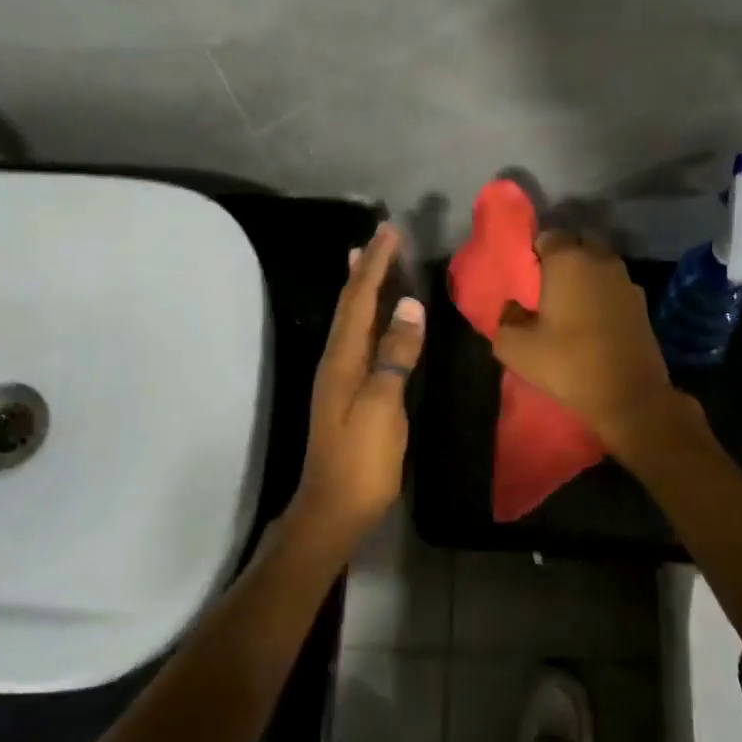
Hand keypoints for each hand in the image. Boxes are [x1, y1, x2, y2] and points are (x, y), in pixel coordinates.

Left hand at [290, 223, 424, 549]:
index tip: (389, 231)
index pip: (359, 300)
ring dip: (360, 288)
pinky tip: (373, 319)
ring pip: (351, 321)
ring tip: (365, 261)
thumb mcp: (383, 406)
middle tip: (378, 236)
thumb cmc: (361, 460)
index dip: (374, 264)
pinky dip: (365, 317)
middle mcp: (335, 360)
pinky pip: (357, 340)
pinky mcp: (347, 393)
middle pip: (349, 305)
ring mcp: (338, 378)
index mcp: (341, 359)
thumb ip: (395, 355)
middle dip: (364, 268)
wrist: (333, 509)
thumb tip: (409, 306)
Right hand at [492, 233, 686, 451]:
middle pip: (578, 242)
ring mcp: (626, 280)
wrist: (629, 395)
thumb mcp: (516, 348)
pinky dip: (602, 293)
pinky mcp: (642, 303)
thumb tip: (512, 308)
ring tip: (569, 301)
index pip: (547, 236)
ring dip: (585, 273)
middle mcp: (600, 260)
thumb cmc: (567, 363)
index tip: (525, 276)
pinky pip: (615, 285)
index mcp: (568, 260)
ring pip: (600, 263)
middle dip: (563, 255)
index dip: (533, 252)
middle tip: (546, 283)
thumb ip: (505, 320)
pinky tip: (592, 318)